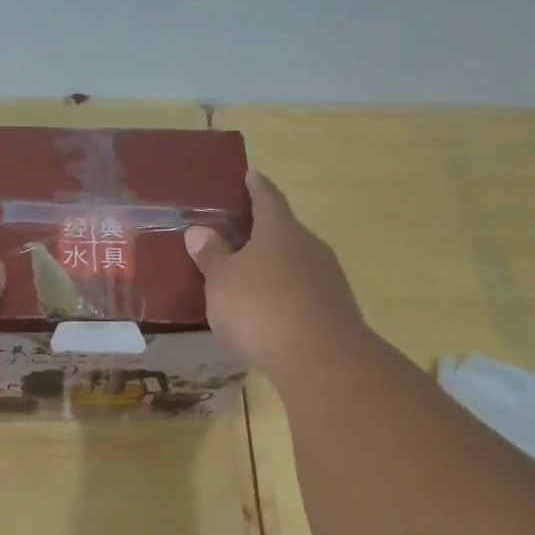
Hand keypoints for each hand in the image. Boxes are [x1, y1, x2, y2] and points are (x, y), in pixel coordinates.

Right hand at [184, 171, 367, 379]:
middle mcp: (309, 246)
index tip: (249, 175)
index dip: (256, 186)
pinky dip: (285, 295)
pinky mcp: (334, 310)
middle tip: (237, 236)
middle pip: (284, 231)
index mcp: (280, 229)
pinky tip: (269, 312)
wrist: (320, 359)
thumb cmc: (260, 308)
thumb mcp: (222, 281)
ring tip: (249, 278)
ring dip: (274, 267)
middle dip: (262, 232)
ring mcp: (327, 278)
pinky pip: (303, 293)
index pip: (267, 197)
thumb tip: (199, 231)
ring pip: (295, 263)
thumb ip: (211, 255)